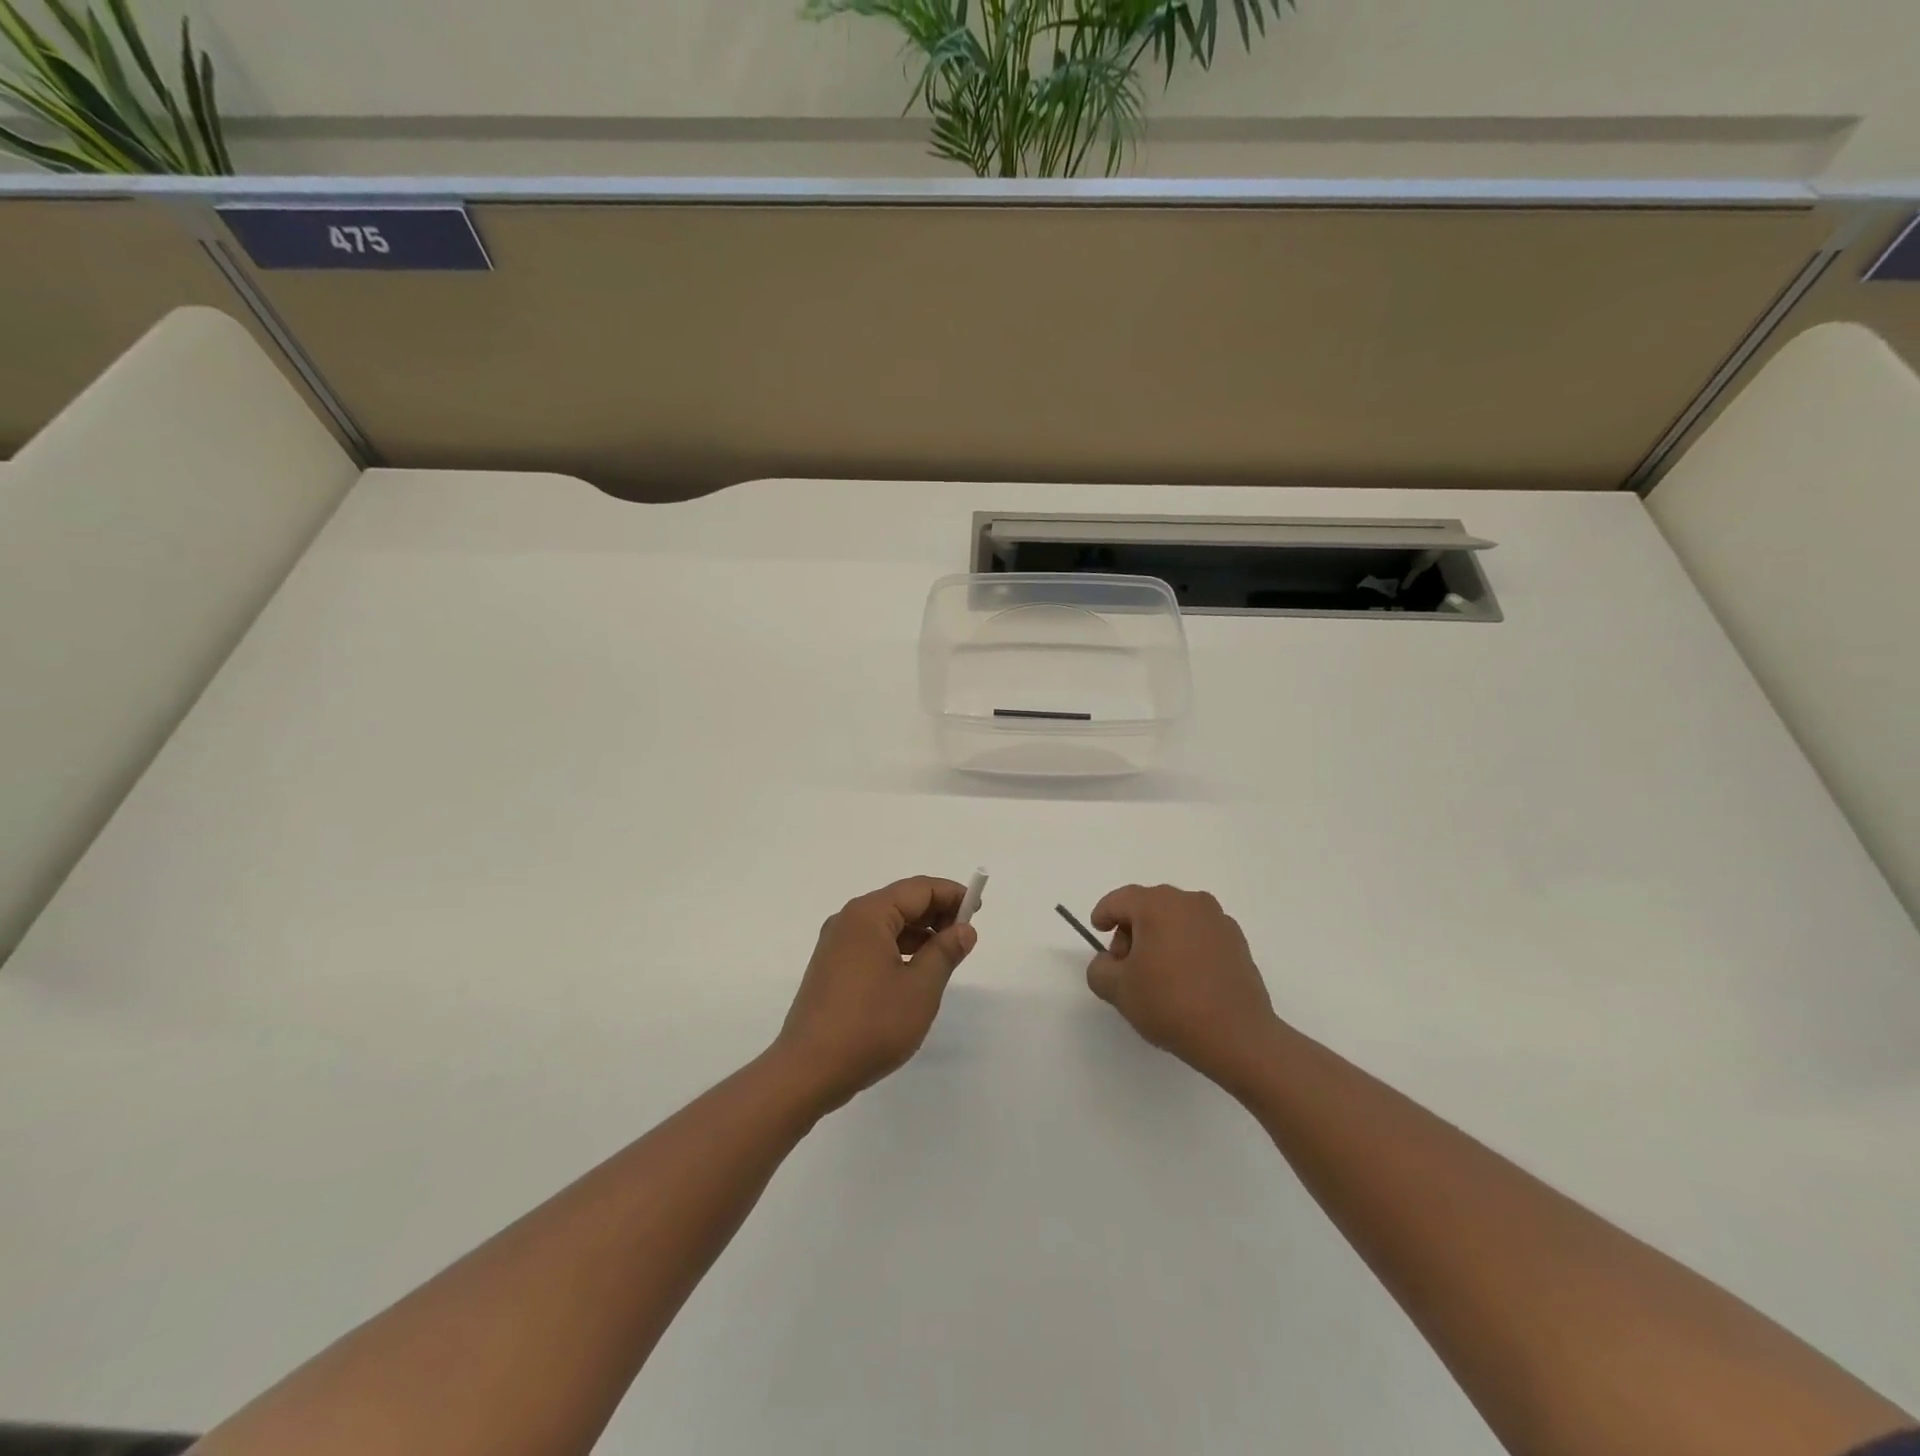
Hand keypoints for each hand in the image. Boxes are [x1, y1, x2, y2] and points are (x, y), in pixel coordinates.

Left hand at [772, 876, 977, 1113]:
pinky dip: (898, 947)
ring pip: (886, 923)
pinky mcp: (831, 967)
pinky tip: (916, 970)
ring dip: (919, 931)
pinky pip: (872, 943)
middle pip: (900, 901)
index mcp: (868, 915)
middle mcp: (848, 920)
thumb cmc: (871, 1025)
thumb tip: (963, 929)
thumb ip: (945, 952)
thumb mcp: (920, 988)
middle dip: (936, 912)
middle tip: (966, 933)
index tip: (978, 909)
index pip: (919, 889)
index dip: (952, 894)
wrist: (808, 1071)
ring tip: (947, 953)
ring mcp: (836, 944)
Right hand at [1086, 884, 1282, 1089]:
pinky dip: (1186, 947)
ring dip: (1160, 937)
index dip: (1103, 914)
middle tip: (1126, 964)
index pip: (1119, 900)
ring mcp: (1218, 920)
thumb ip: (1099, 969)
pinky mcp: (1238, 942)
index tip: (1097, 932)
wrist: (1236, 1036)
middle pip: (1148, 906)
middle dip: (1131, 929)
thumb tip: (1110, 962)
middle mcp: (1190, 902)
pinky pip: (1199, 934)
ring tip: (1157, 975)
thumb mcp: (1117, 990)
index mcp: (1157, 905)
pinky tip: (1185, 980)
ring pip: (1176, 919)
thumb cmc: (1170, 1004)